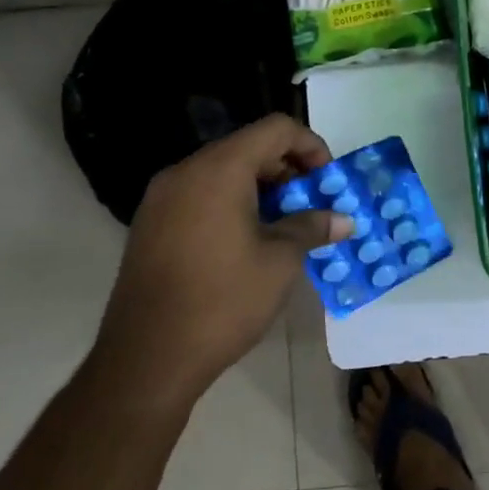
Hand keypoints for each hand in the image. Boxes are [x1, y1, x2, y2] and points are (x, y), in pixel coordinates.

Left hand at [90, 114, 351, 411]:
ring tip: (285, 226)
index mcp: (219, 170)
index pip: (275, 129)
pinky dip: (232, 203)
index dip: (311, 146)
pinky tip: (249, 242)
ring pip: (223, 172)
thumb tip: (342, 219)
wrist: (147, 359)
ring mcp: (162, 199)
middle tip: (312, 205)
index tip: (327, 181)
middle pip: (248, 147)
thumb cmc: (223, 301)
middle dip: (288, 169)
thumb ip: (311, 227)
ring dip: (262, 188)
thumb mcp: (280, 262)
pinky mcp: (150, 225)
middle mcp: (185, 173)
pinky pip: (201, 195)